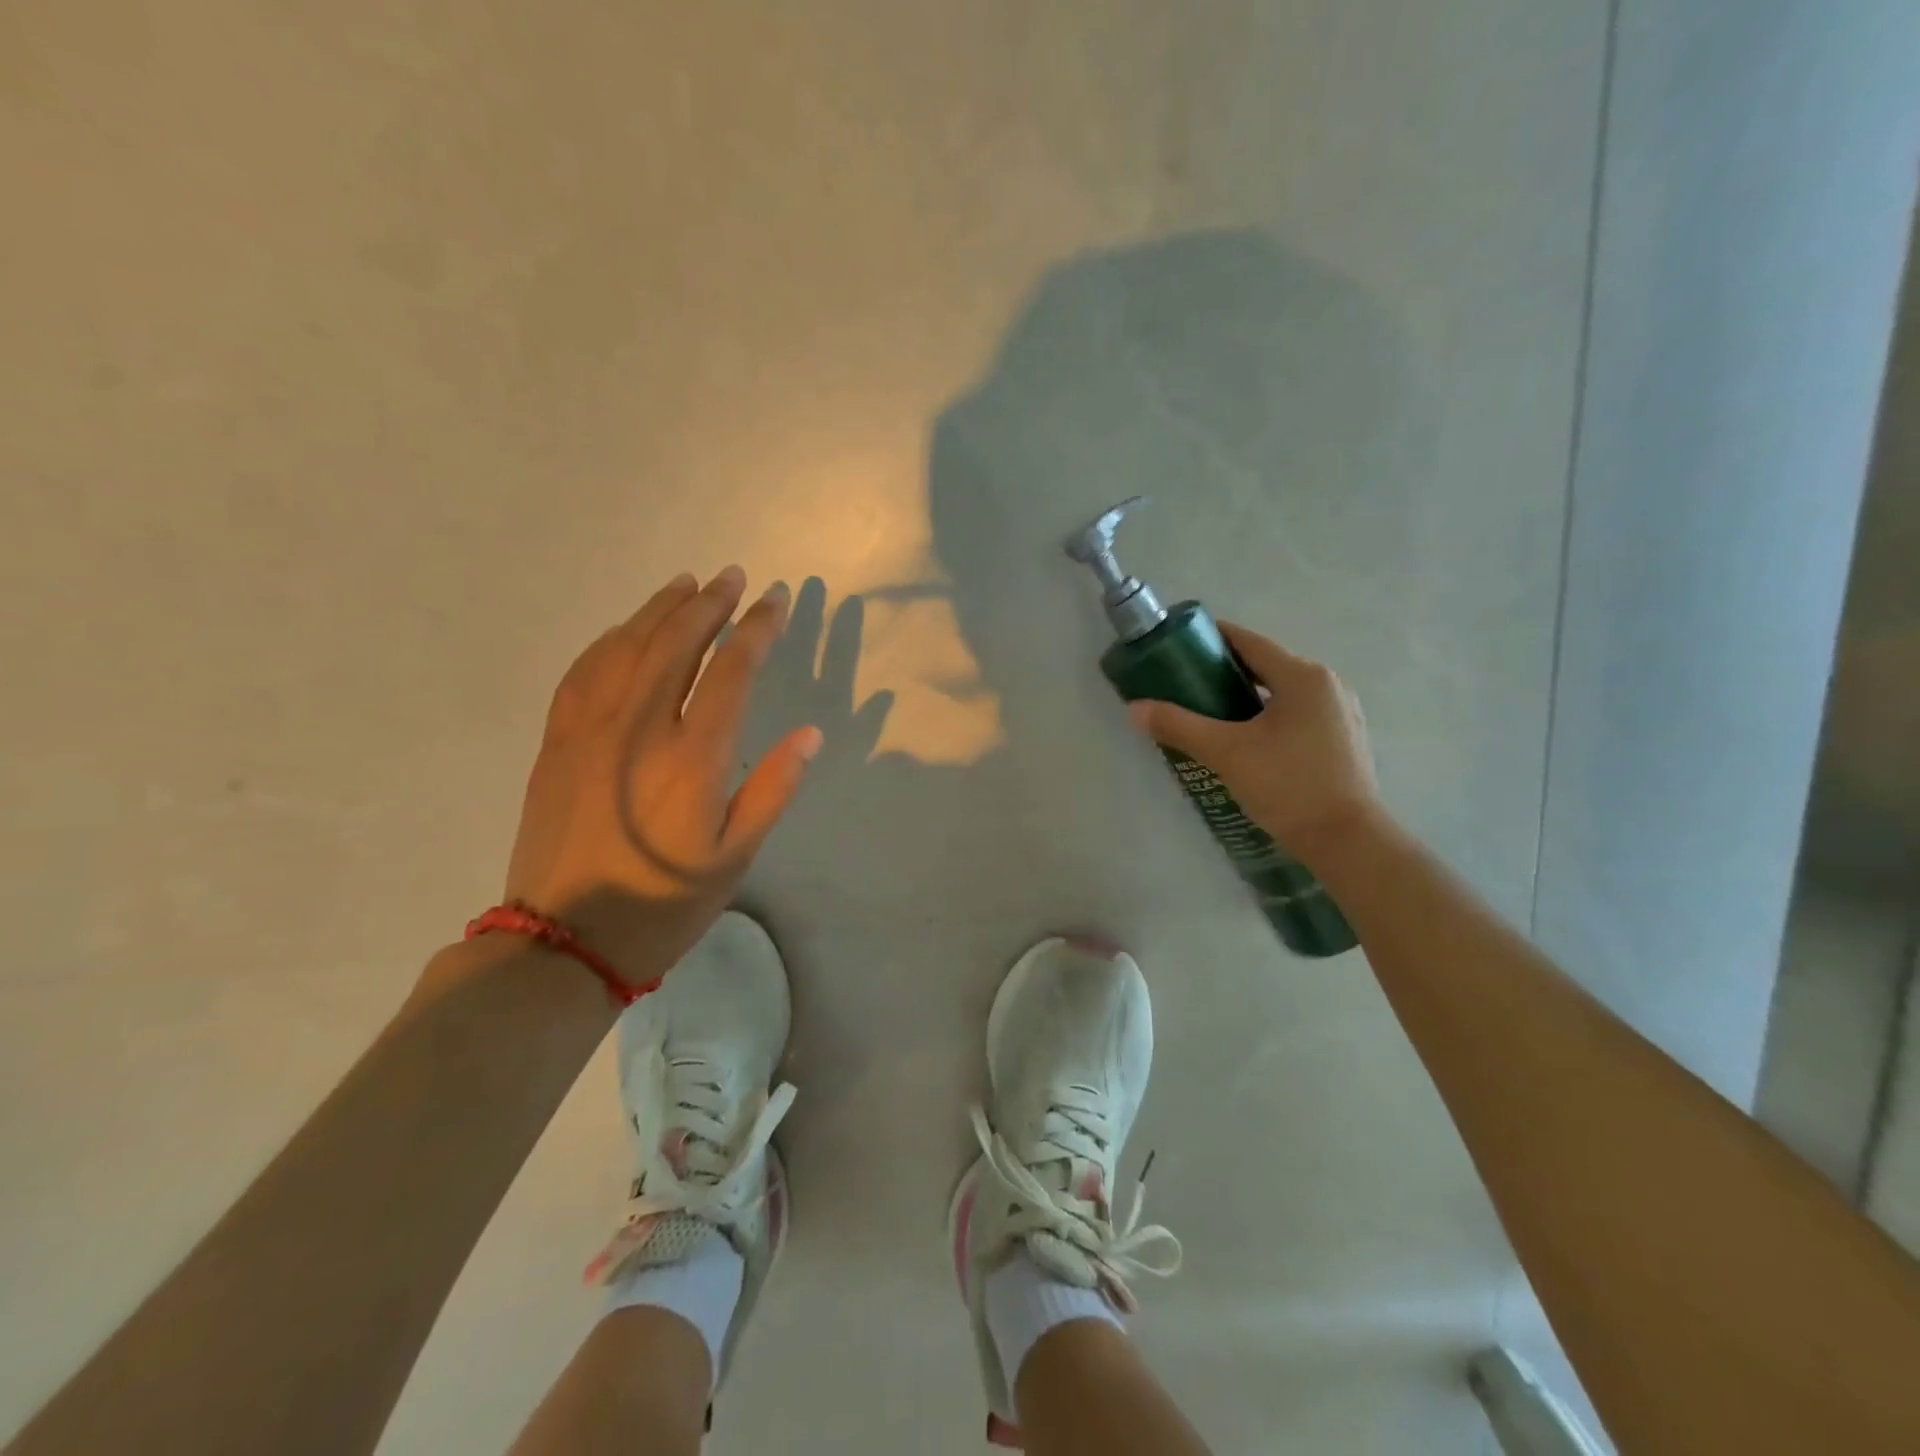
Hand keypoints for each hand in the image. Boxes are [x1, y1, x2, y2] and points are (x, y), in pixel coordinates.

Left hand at [501, 567, 821, 990]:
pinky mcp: (557, 741)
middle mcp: (639, 728)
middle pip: (677, 643)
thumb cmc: (663, 904)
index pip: (731, 670)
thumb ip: (772, 789)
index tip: (773, 600)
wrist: (562, 942)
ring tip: (688, 584)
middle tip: (734, 576)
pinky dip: (611, 639)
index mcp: (692, 758)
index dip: (757, 629)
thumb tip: (809, 734)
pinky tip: (626, 629)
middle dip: (710, 604)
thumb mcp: (734, 858)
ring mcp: (590, 730)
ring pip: (627, 647)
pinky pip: (584, 671)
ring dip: (660, 609)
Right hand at [1128, 623, 1380, 858]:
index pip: (1250, 642)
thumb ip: (1179, 726)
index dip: (1213, 638)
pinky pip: (1296, 716)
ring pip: (1281, 693)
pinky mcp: (1343, 741)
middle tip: (1185, 685)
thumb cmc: (1288, 785)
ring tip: (1209, 715)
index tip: (1180, 645)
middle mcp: (1327, 686)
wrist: (1347, 842)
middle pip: (1266, 666)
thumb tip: (1134, 709)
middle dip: (1225, 672)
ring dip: (1246, 698)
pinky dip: (1267, 718)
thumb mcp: (1225, 753)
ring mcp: (1340, 714)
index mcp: (1303, 676)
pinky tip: (1245, 741)